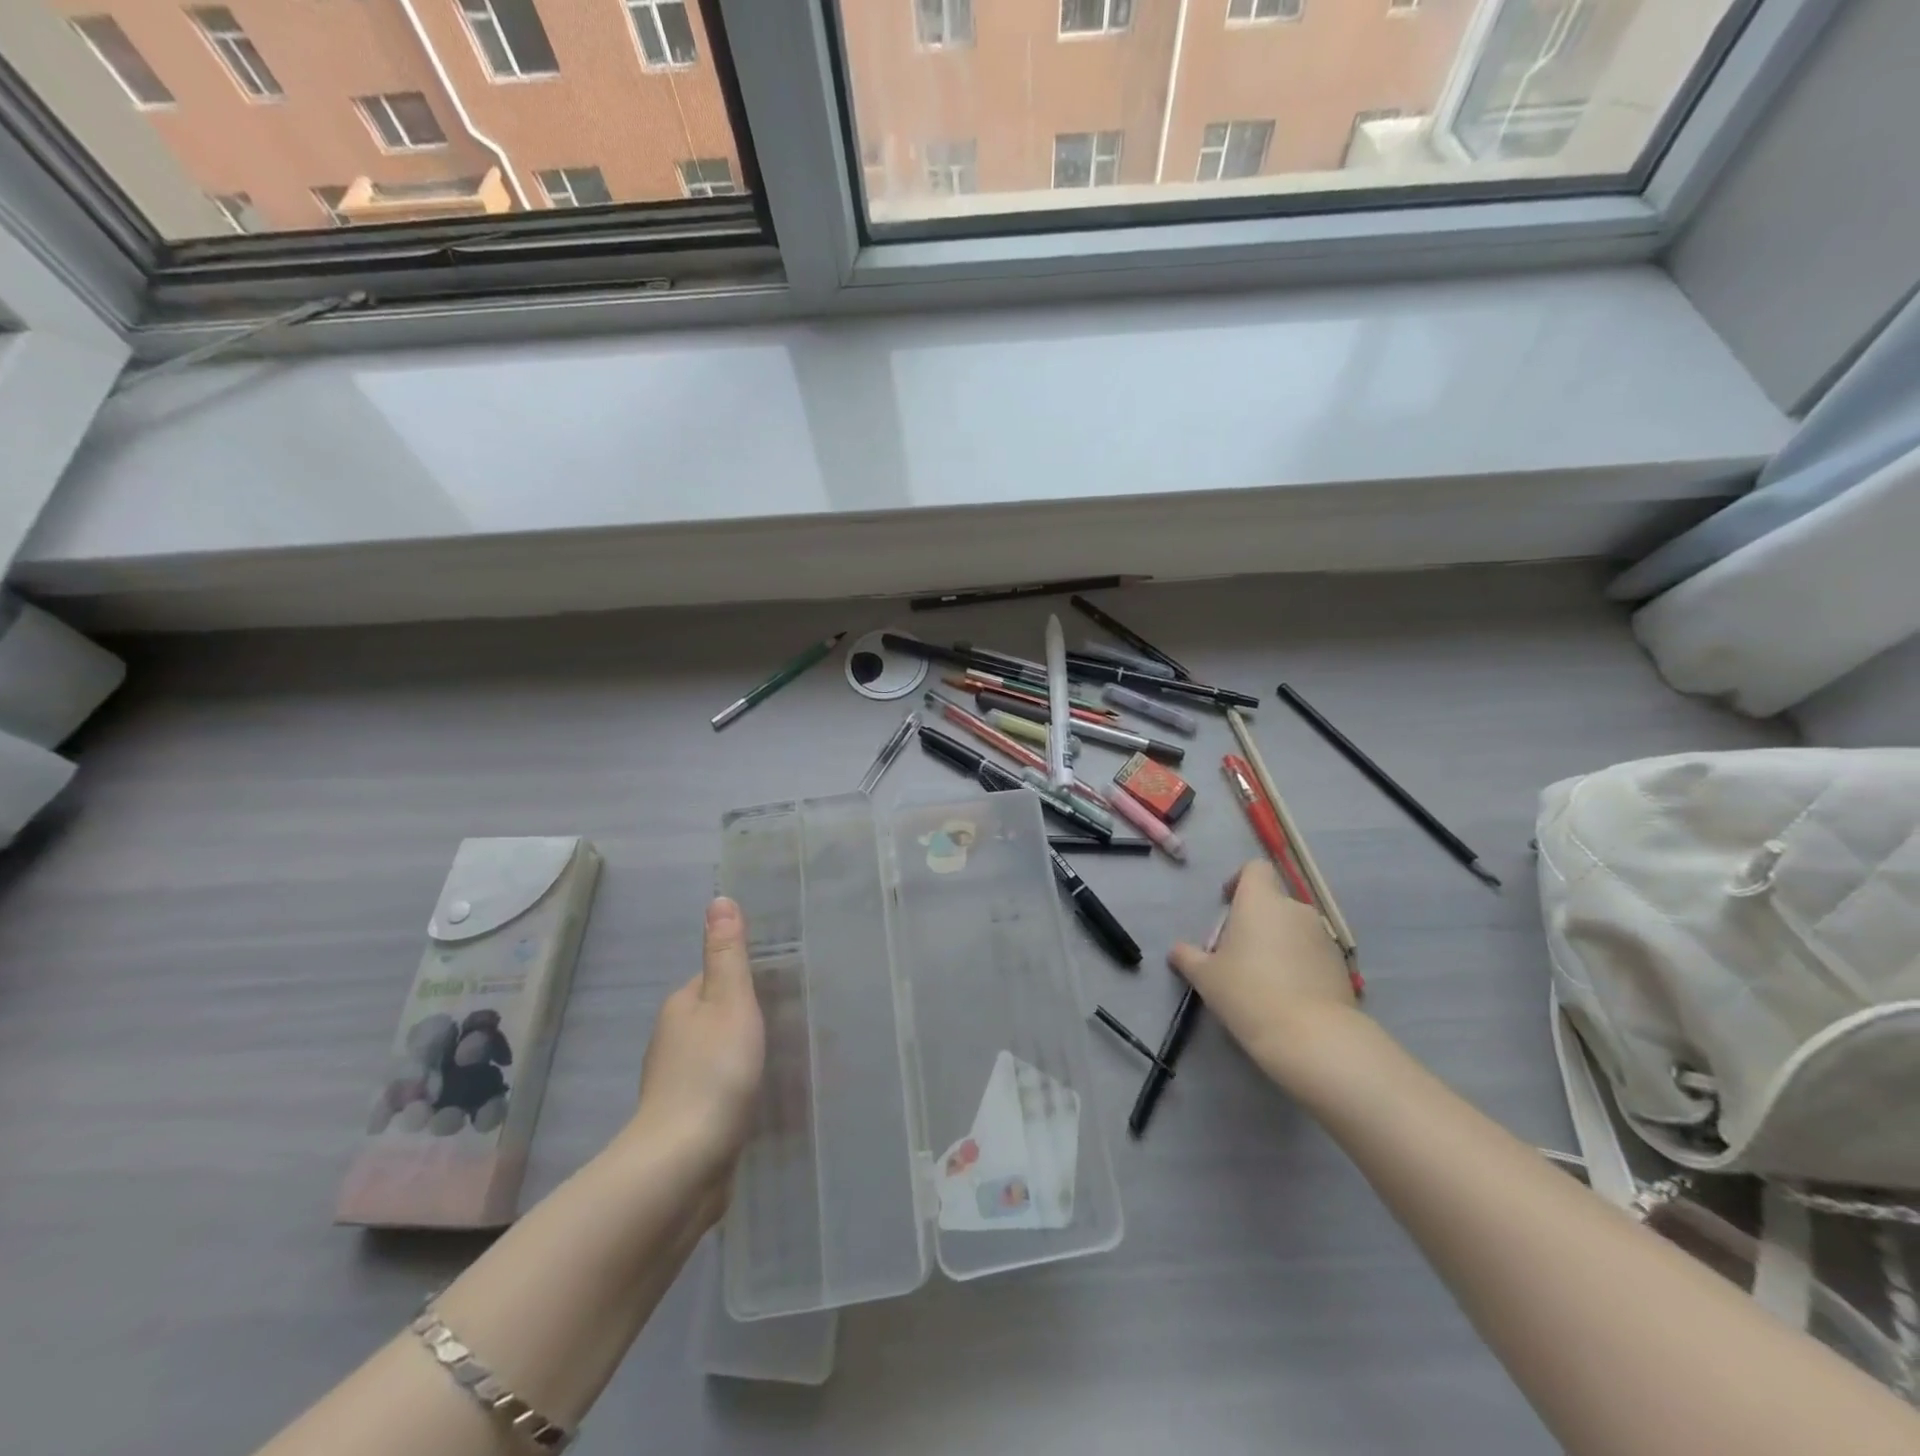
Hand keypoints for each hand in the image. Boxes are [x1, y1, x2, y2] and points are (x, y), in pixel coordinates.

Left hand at [629, 897, 765, 1170]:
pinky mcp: (684, 1119)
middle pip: (713, 1015)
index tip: (778, 987)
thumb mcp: (731, 1002)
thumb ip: (727, 954)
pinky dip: (733, 1087)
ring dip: (739, 1054)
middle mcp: (671, 1039)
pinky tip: (754, 1099)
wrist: (683, 1164)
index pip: (713, 978)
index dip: (743, 980)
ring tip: (778, 1060)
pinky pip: (714, 1088)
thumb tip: (718, 898)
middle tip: (787, 1023)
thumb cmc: (714, 1072)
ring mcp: (674, 1083)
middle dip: (744, 1017)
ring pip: (714, 1053)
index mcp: (681, 1005)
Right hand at [1169, 859, 1358, 1081]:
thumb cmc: (1248, 993)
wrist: (1312, 1037)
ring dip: (1279, 942)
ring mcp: (1323, 937)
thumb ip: (1188, 957)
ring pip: (1294, 928)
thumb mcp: (1205, 976)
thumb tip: (1177, 951)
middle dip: (1256, 919)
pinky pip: (1312, 953)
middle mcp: (1295, 909)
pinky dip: (1299, 964)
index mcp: (1261, 901)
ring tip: (1264, 977)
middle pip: (1273, 901)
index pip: (1255, 869)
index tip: (1227, 905)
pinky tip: (1288, 996)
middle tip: (1238, 952)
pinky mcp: (1341, 965)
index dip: (1240, 881)